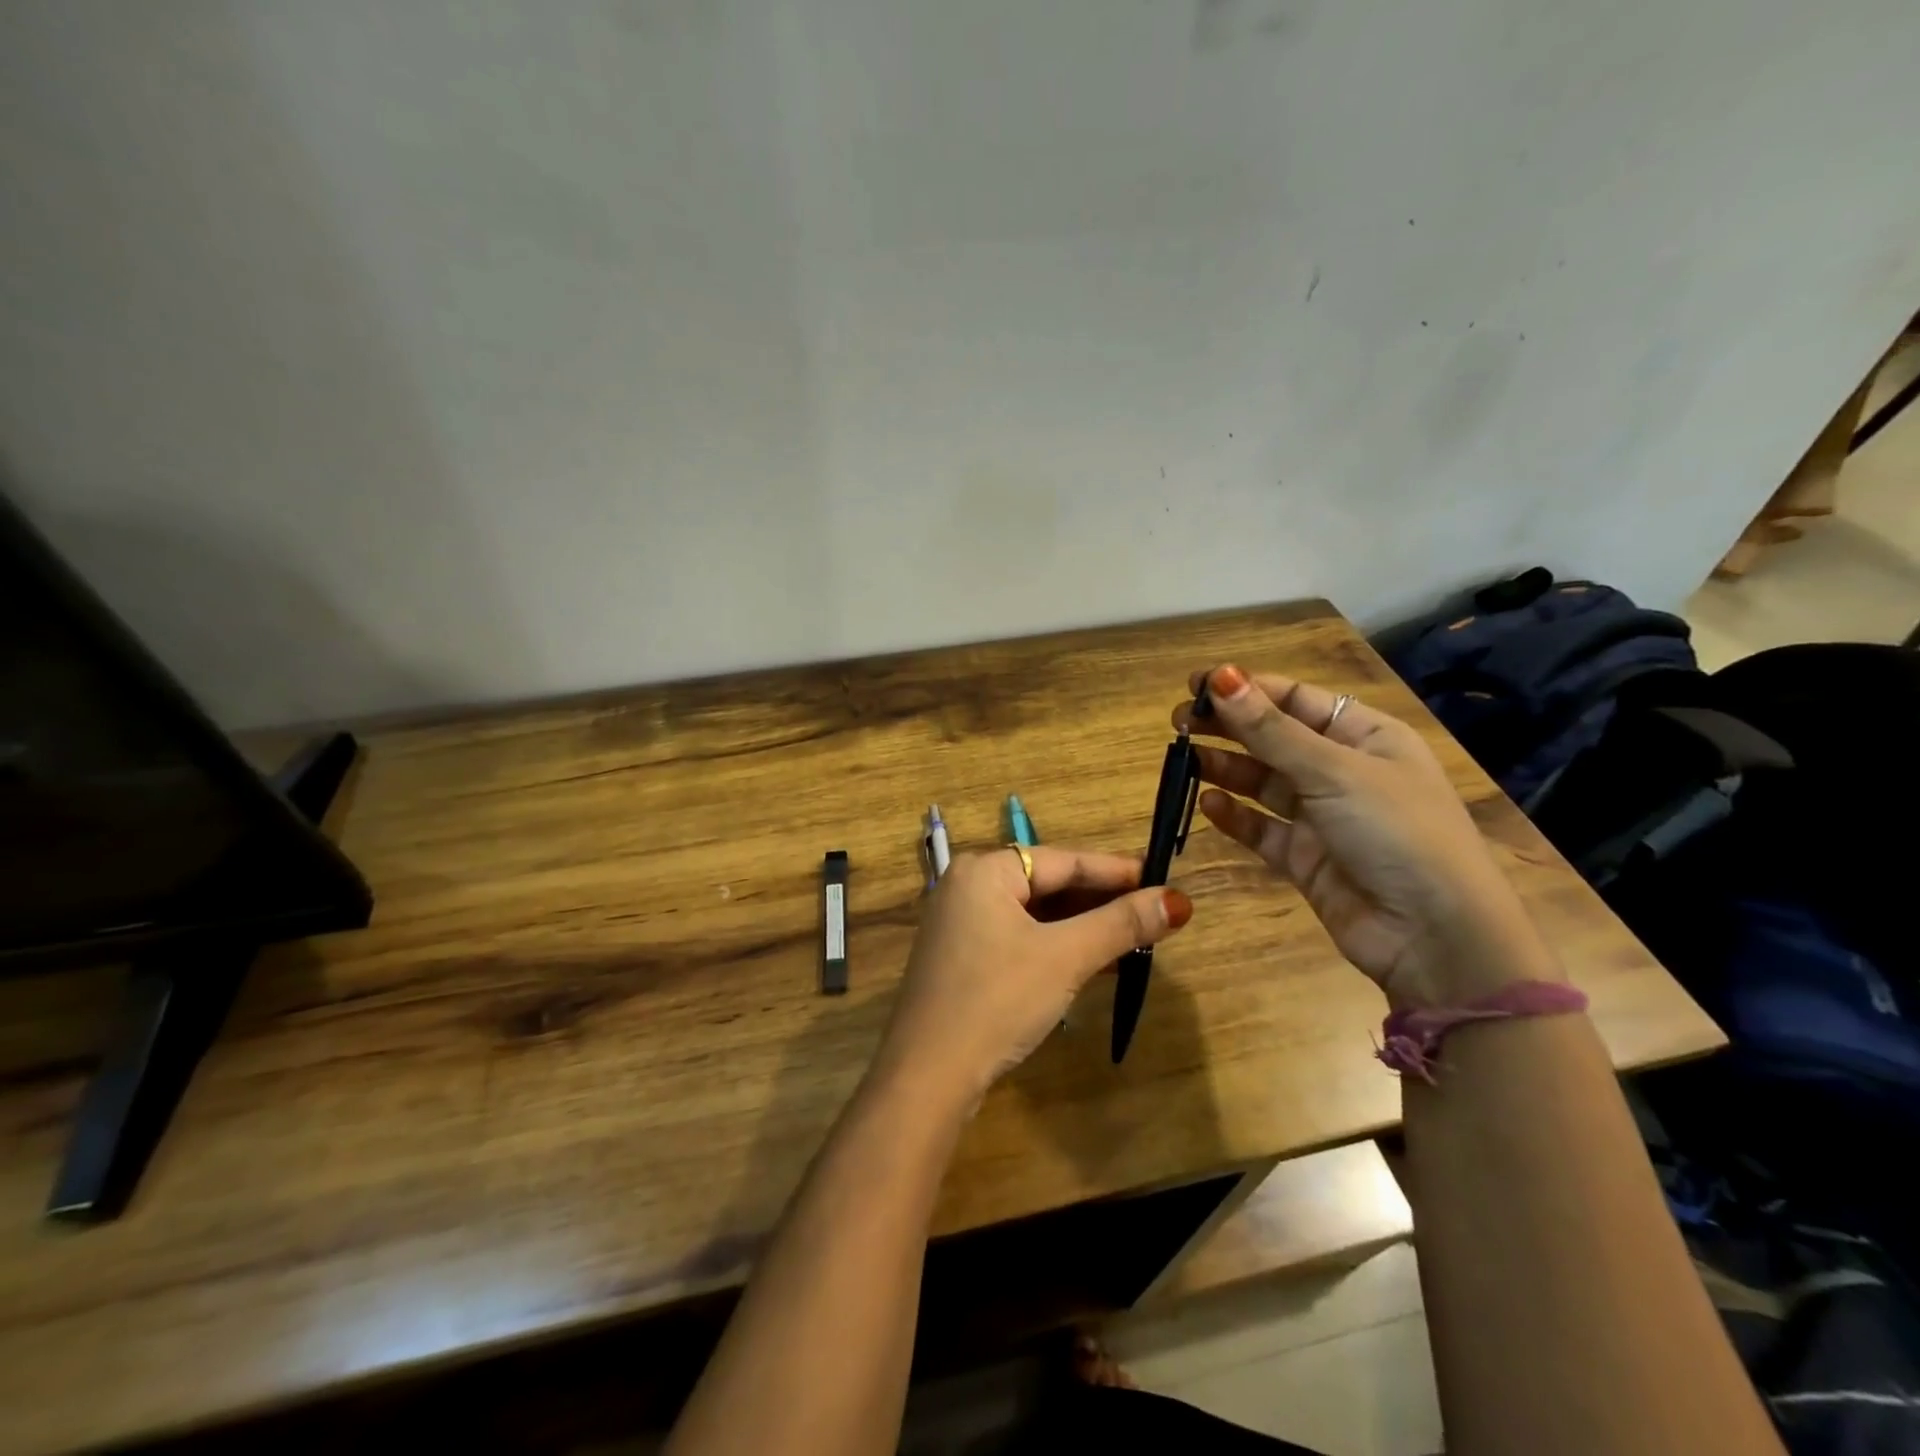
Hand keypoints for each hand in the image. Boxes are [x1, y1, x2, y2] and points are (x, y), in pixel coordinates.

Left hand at [871, 848, 1192, 1110]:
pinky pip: (1020, 937)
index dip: (1118, 871)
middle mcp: (968, 885)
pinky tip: (1096, 963)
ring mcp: (961, 923)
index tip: (1165, 878)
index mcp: (984, 869)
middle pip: (1049, 884)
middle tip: (1155, 911)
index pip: (1065, 860)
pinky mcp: (963, 957)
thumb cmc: (997, 1000)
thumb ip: (1120, 925)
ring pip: (1036, 914)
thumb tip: (1178, 901)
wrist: (927, 1075)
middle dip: (1102, 901)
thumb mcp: (1065, 958)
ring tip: (1136, 937)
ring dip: (1083, 927)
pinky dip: (1057, 947)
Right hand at [1177, 664, 1556, 1006]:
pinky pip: (1261, 828)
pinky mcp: (1305, 858)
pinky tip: (1208, 805)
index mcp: (1365, 736)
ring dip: (1225, 768)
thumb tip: (1221, 677)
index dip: (1247, 688)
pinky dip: (1235, 816)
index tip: (1195, 684)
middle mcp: (1343, 771)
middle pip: (1274, 738)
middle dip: (1228, 727)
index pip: (1296, 699)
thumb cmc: (1397, 832)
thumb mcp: (1334, 772)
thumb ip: (1271, 730)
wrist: (1435, 937)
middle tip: (1177, 722)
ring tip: (1184, 760)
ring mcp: (1323, 816)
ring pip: (1262, 783)